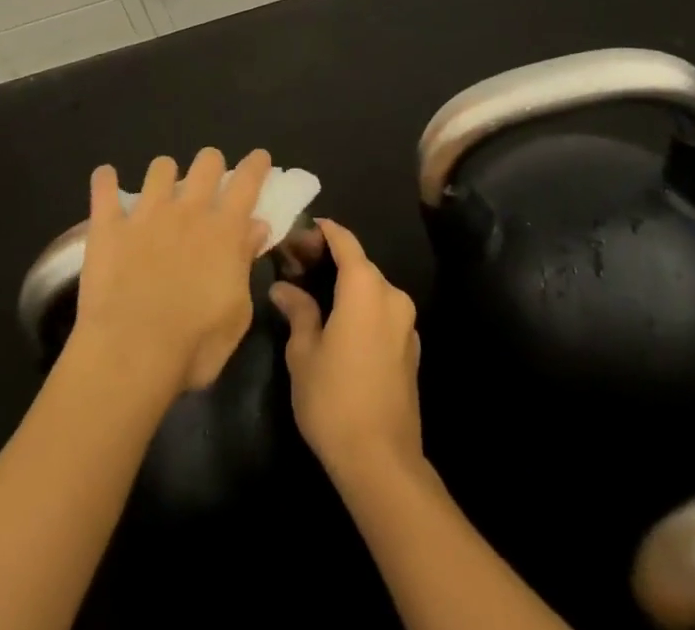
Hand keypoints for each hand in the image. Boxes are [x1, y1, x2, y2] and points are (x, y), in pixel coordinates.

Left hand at [70, 147, 272, 394]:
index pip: (247, 183)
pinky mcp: (109, 226)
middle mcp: (188, 211)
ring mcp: (146, 214)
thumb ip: (245, 264)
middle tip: (208, 181)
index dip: (256, 165)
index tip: (259, 158)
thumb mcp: (237, 314)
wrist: (131, 354)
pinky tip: (105, 178)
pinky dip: (105, 180)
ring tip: (159, 189)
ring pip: (160, 168)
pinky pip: (104, 189)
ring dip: (164, 174)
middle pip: (206, 162)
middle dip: (211, 164)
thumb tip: (256, 227)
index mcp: (224, 231)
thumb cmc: (194, 345)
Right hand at [270, 220, 422, 482]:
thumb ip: (298, 311)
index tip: (300, 231)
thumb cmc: (334, 398)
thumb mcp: (303, 352)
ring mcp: (406, 323)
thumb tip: (284, 289)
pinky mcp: (410, 349)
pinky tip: (338, 325)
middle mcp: (392, 295)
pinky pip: (382, 313)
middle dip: (329, 259)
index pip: (344, 241)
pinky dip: (360, 308)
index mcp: (365, 287)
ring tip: (313, 294)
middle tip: (297, 266)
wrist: (382, 462)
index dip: (322, 231)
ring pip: (371, 289)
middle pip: (359, 264)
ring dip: (345, 285)